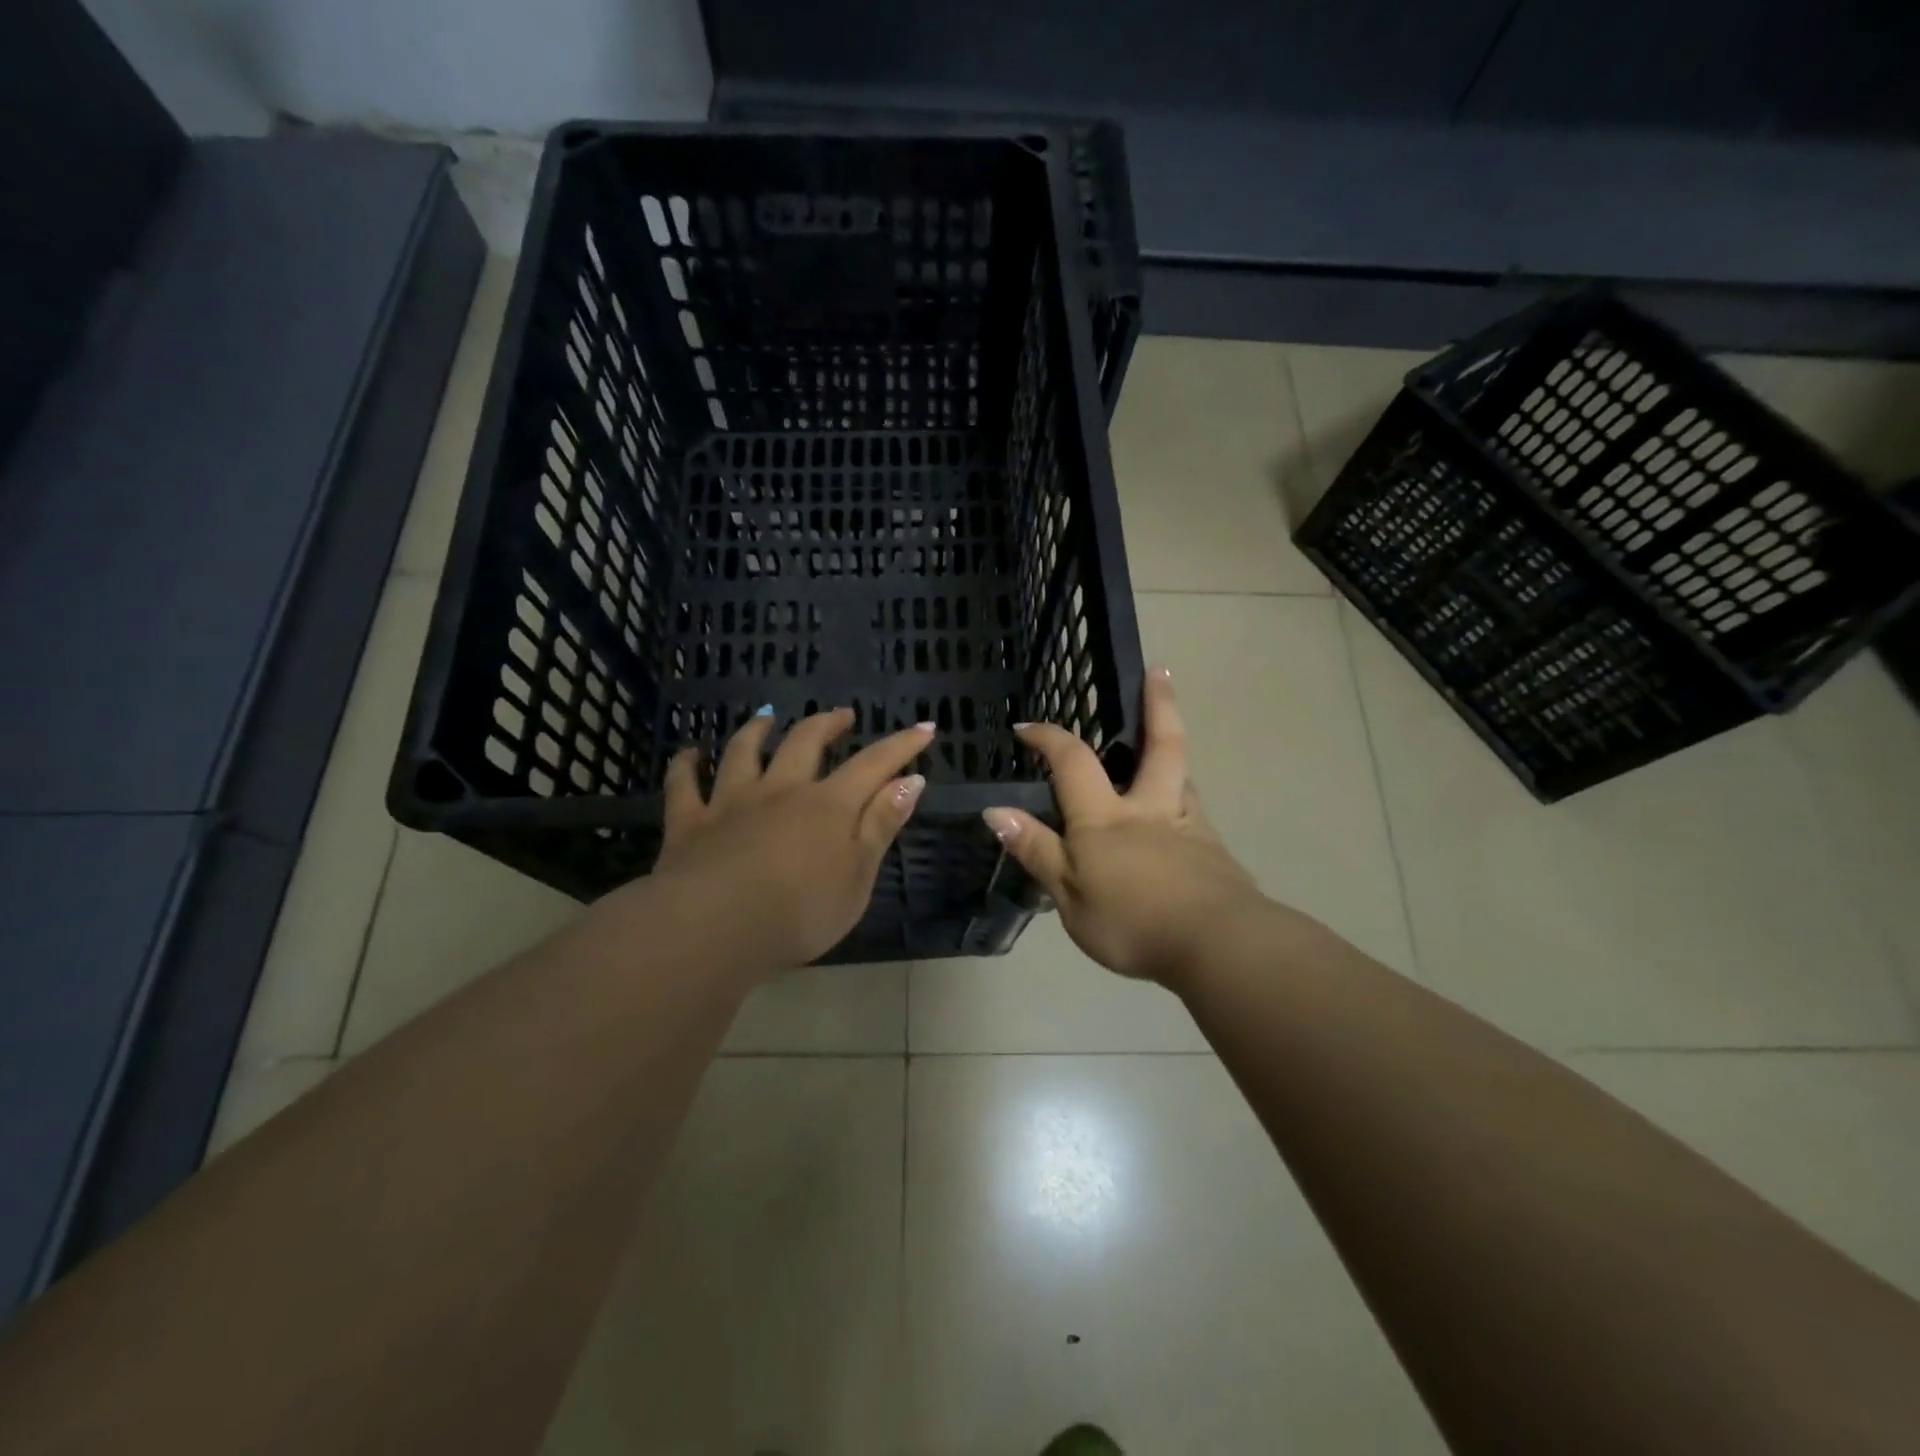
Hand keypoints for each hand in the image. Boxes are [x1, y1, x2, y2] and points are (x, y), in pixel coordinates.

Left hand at [644, 708, 932, 968]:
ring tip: (766, 718)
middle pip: (806, 743)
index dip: (902, 745)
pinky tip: (690, 755)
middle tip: (842, 716)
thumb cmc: (800, 913)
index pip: (874, 764)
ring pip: (743, 752)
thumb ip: (881, 825)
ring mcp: (731, 802)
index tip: (925, 728)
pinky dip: (686, 765)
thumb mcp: (858, 877)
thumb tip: (910, 781)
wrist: (715, 927)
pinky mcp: (689, 823)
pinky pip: (684, 785)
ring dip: (757, 731)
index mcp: (828, 806)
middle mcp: (781, 791)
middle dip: (827, 724)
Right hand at [983, 666, 1267, 985]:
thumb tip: (995, 810)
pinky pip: (1194, 816)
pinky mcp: (1214, 853)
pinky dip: (1183, 806)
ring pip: (1182, 778)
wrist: (1217, 946)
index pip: (1073, 762)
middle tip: (1161, 671)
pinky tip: (1180, 826)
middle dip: (1158, 704)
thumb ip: (1037, 850)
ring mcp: (1189, 827)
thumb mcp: (1068, 895)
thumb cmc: (1132, 922)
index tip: (1027, 727)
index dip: (1049, 738)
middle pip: (1161, 745)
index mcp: (1106, 818)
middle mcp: (1150, 808)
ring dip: (1173, 755)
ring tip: (1166, 749)